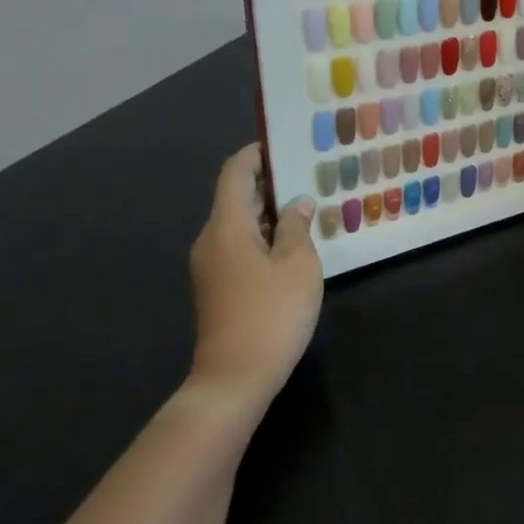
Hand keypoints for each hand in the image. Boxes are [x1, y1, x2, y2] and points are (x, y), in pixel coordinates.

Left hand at [187, 144, 323, 413]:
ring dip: (272, 211)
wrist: (234, 380)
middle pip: (237, 197)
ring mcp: (212, 266)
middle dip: (271, 182)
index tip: (285, 143)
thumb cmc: (271, 314)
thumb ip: (298, 226)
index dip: (257, 153)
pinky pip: (242, 246)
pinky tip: (296, 242)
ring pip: (241, 223)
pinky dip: (266, 235)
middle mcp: (212, 240)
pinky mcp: (219, 288)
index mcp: (226, 226)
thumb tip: (297, 203)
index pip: (235, 173)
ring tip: (310, 203)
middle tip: (311, 173)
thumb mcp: (298, 264)